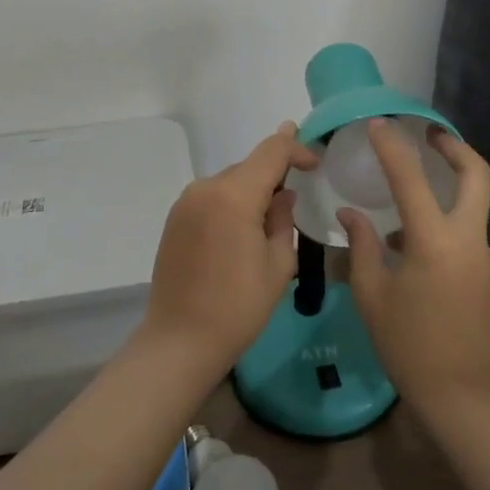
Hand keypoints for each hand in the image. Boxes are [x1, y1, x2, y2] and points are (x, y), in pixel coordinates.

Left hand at [142, 121, 319, 370]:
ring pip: (230, 182)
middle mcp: (206, 188)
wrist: (179, 341)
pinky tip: (240, 233)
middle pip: (249, 166)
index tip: (315, 163)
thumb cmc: (238, 307)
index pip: (272, 151)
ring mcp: (186, 202)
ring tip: (268, 220)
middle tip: (296, 198)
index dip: (297, 148)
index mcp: (234, 195)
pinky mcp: (175, 219)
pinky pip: (212, 198)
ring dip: (251, 191)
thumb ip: (283, 218)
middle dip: (275, 175)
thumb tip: (283, 194)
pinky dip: (231, 204)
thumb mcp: (278, 264)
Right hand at [339, 120, 489, 418]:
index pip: (412, 178)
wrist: (459, 395)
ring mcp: (487, 258)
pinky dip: (446, 234)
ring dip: (446, 197)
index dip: (393, 146)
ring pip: (472, 209)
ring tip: (404, 218)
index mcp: (434, 242)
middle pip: (477, 175)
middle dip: (455, 147)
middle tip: (430, 135)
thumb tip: (351, 213)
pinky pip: (468, 241)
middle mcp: (469, 241)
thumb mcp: (371, 294)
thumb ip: (362, 245)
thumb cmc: (406, 344)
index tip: (379, 124)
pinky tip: (419, 261)